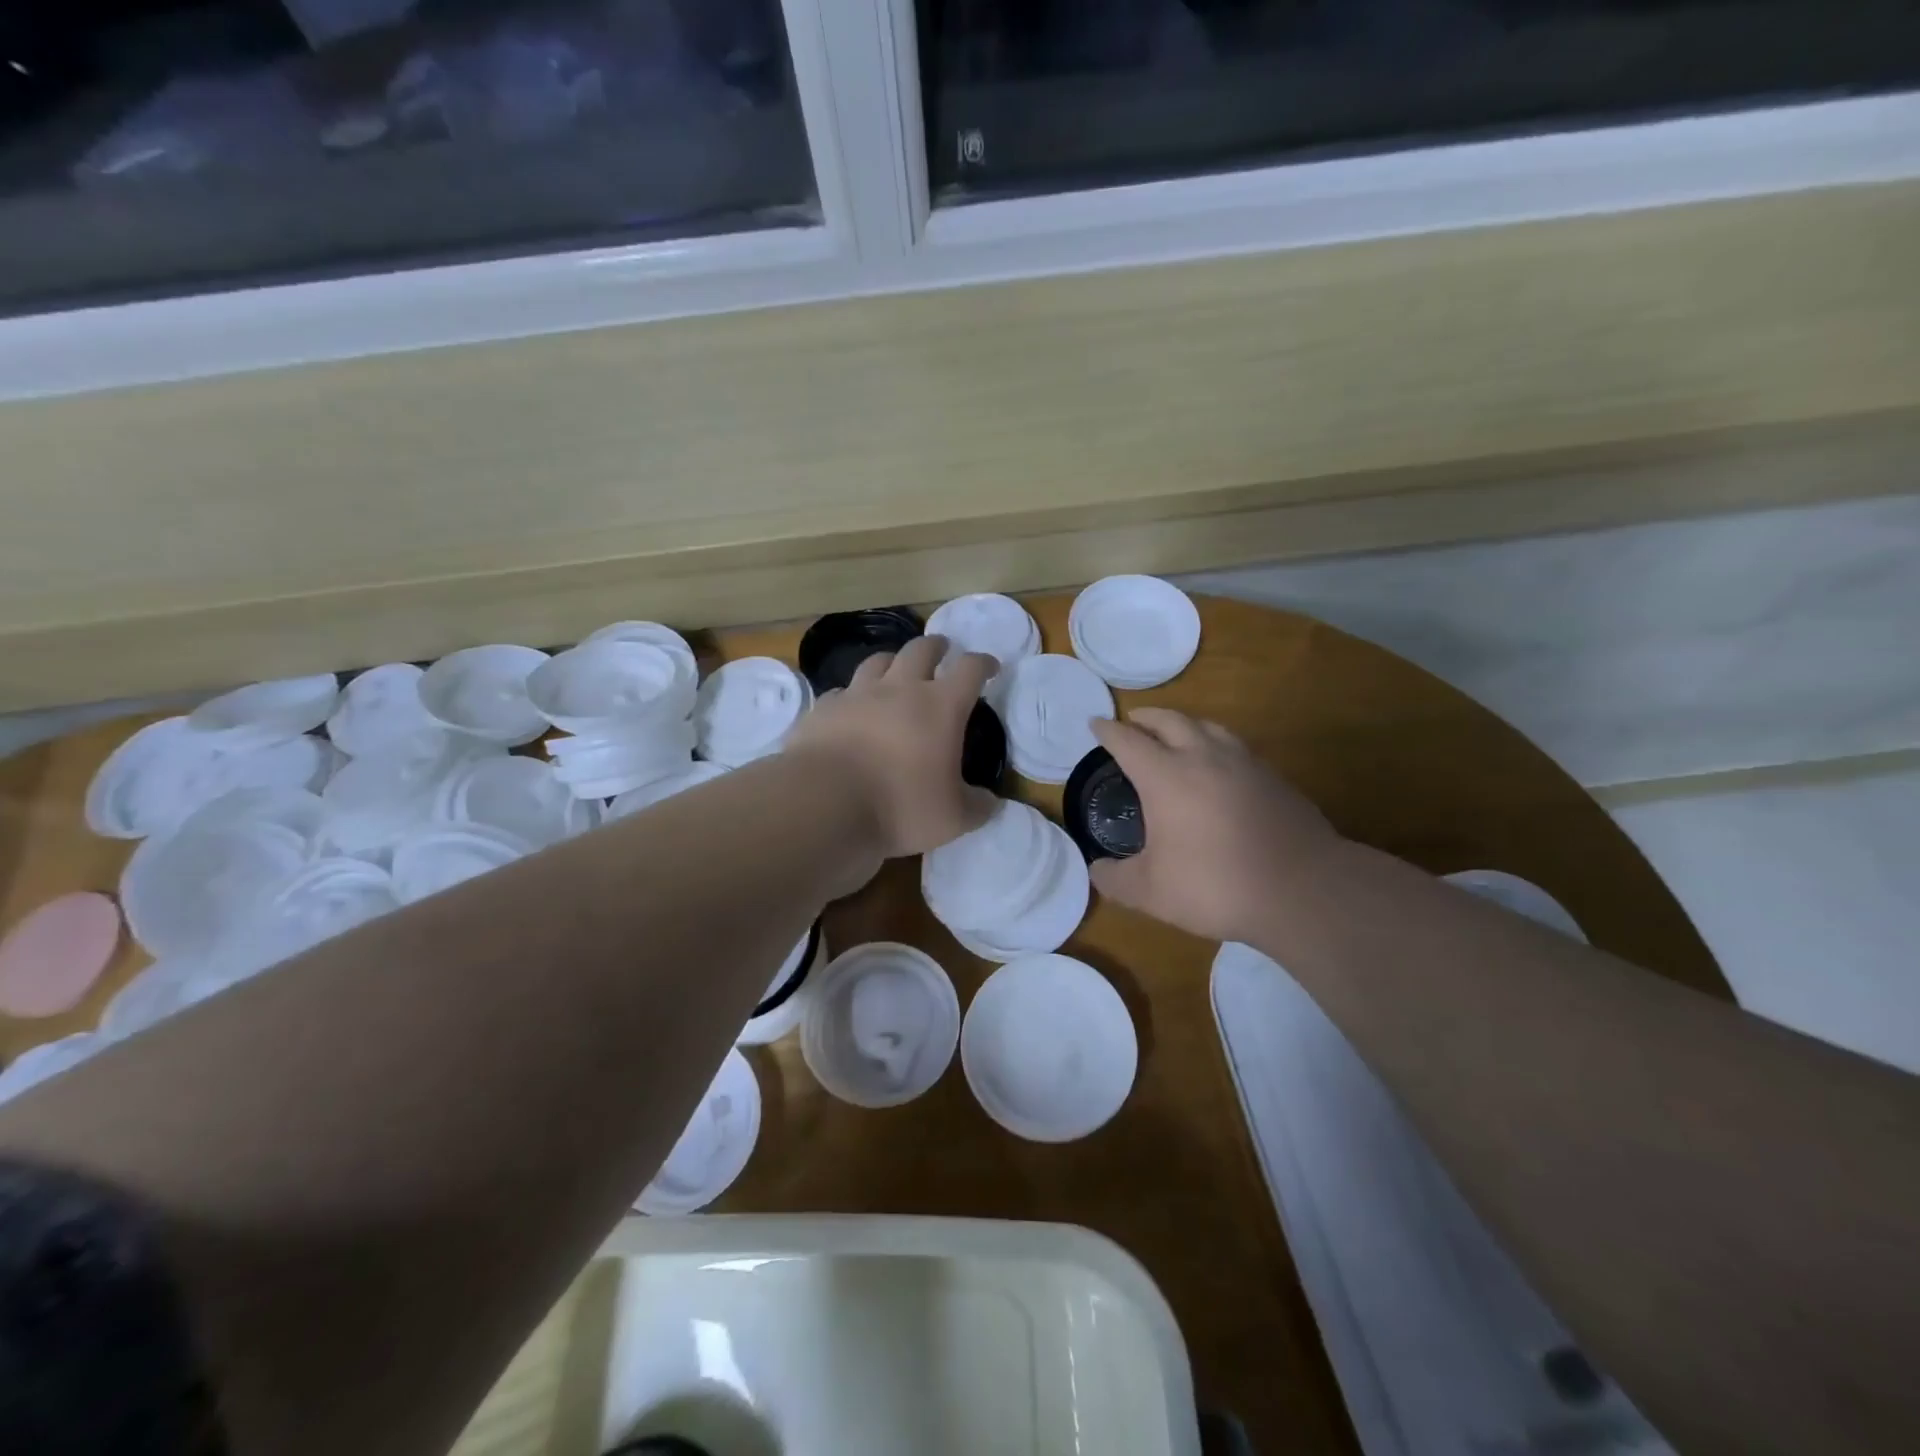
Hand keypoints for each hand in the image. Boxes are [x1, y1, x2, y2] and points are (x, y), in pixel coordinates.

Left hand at [783, 635, 1000, 860]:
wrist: (824, 803)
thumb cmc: (900, 806)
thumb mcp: (953, 818)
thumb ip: (977, 807)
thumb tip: (990, 802)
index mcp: (941, 706)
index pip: (970, 669)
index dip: (984, 664)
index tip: (991, 666)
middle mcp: (900, 688)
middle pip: (921, 649)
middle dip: (936, 646)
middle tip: (942, 650)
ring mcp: (858, 694)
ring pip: (879, 661)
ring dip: (893, 660)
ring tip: (896, 668)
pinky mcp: (824, 708)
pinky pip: (842, 691)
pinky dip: (852, 695)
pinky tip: (851, 706)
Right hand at [1089, 708, 1340, 944]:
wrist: (1302, 890)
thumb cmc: (1215, 885)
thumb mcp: (1151, 892)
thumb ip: (1116, 879)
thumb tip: (1097, 870)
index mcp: (1165, 776)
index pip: (1128, 742)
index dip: (1107, 731)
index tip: (1095, 724)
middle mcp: (1203, 757)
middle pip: (1169, 720)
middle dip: (1146, 717)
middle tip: (1133, 721)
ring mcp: (1244, 763)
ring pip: (1208, 726)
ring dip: (1184, 723)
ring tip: (1175, 732)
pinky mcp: (1273, 777)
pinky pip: (1235, 746)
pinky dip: (1215, 743)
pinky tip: (1219, 765)